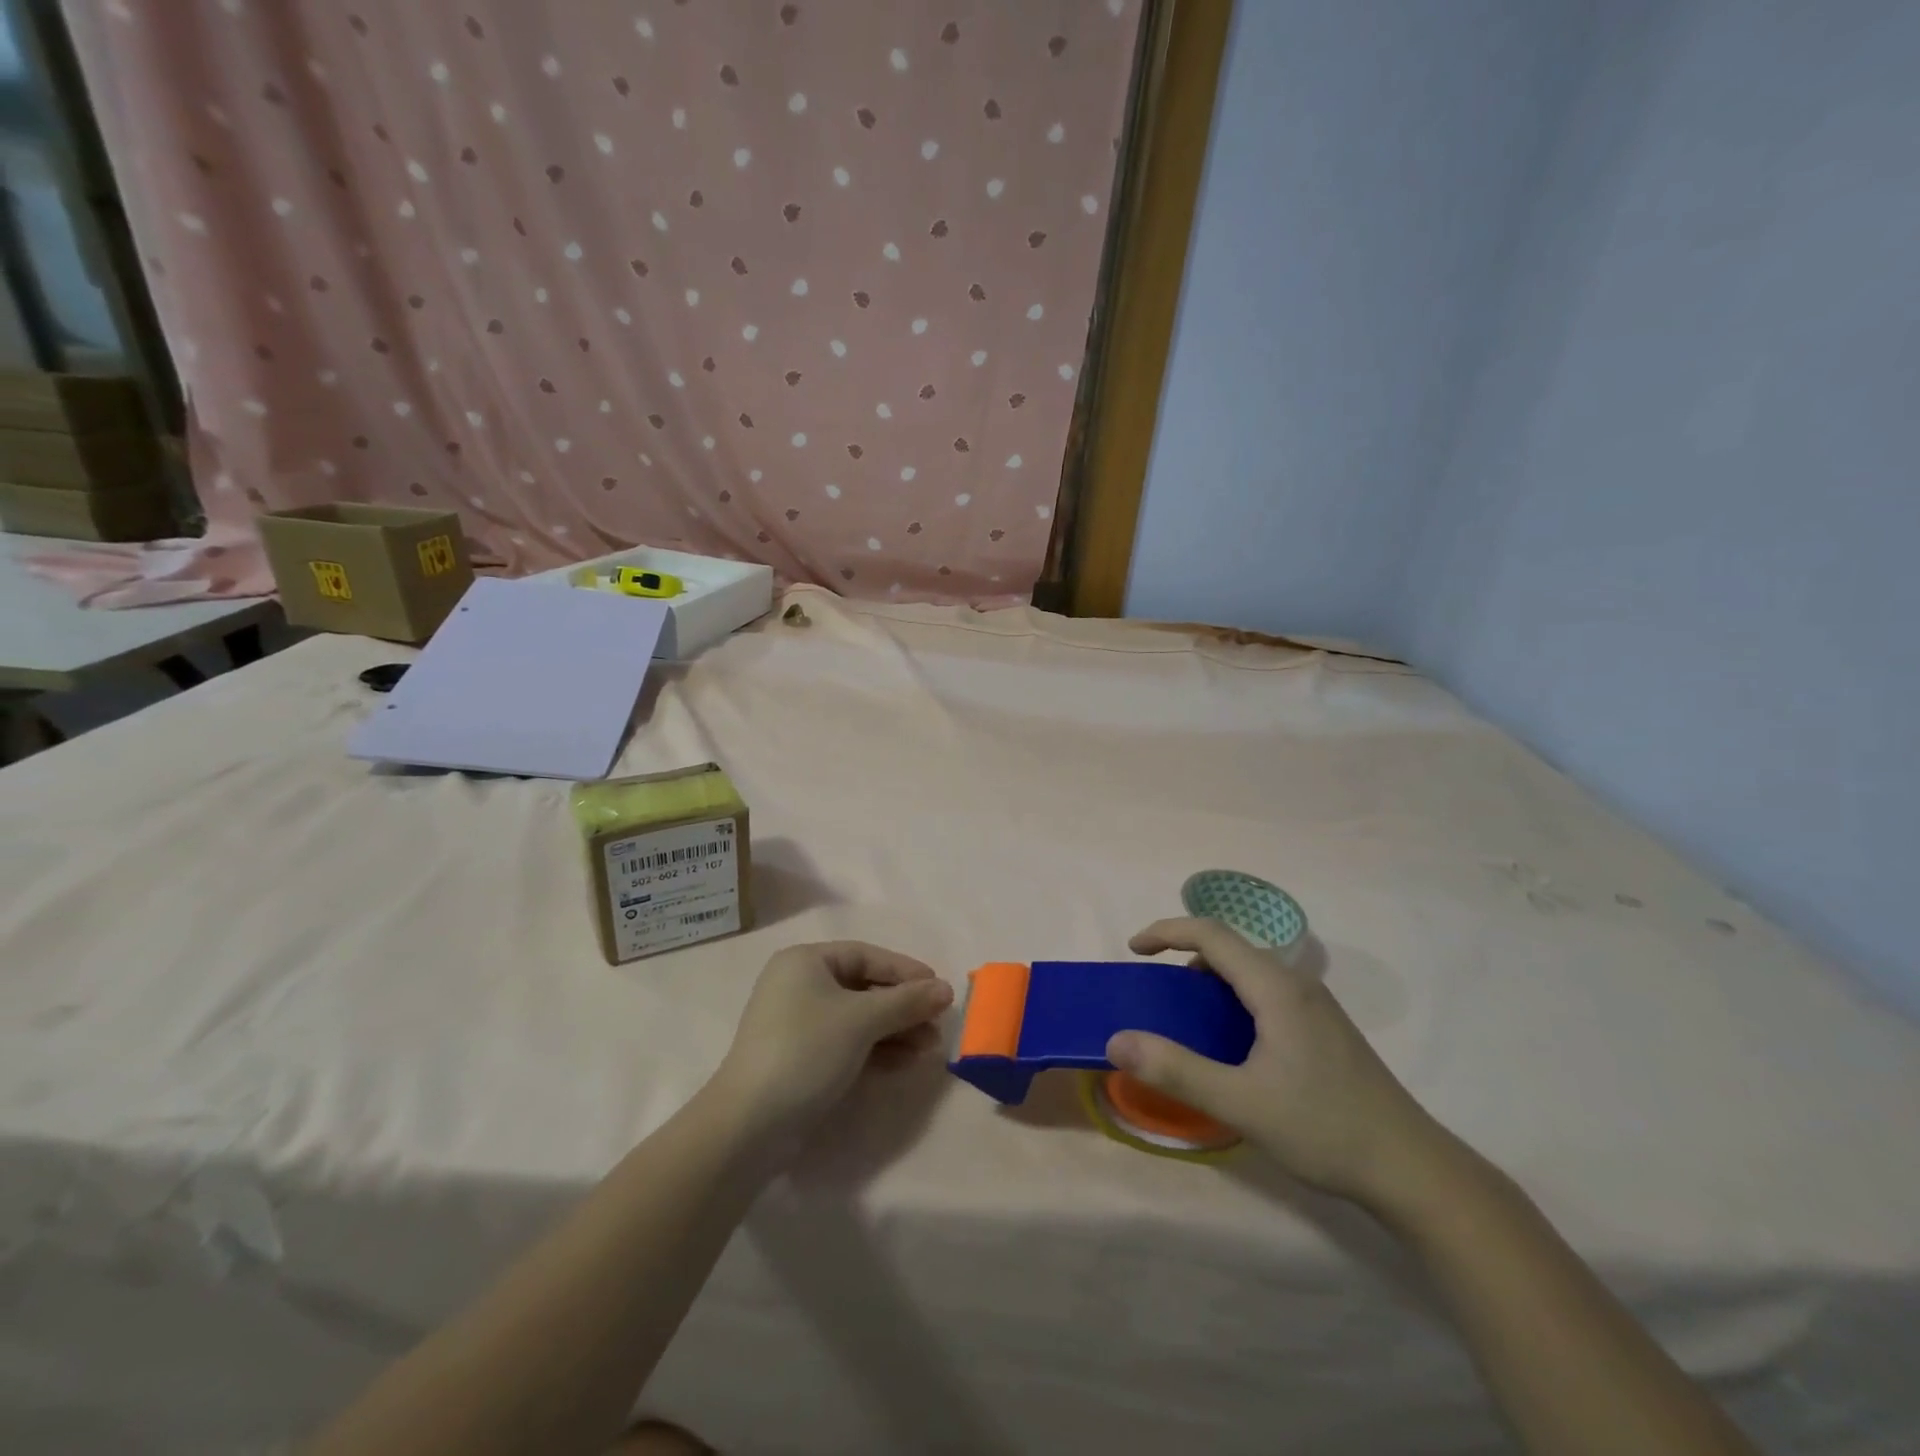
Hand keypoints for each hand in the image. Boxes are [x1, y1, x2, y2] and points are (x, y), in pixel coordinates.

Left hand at [711, 942, 953, 1146]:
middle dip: (903, 1006)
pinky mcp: (802, 1058)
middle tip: (937, 1024)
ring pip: (859, 1018)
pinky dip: (877, 1049)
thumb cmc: (806, 1051)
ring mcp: (798, 1024)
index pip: (866, 956)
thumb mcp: (862, 1020)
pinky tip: (906, 1062)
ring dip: (896, 1030)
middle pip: (864, 987)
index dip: (905, 970)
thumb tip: (946, 989)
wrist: (749, 1125)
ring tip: (929, 1048)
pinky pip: (848, 1042)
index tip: (939, 988)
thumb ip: (907, 1001)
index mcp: (805, 962)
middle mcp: (799, 985)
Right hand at [1107, 918, 1442, 1208]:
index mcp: (1276, 988)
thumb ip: (1175, 1069)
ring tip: (1185, 1019)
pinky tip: (1229, 1045)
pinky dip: (1231, 1001)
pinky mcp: (1324, 1030)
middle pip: (1231, 948)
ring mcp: (1315, 1007)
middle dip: (1184, 956)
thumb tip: (1116, 1040)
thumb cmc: (1325, 1129)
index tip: (1134, 950)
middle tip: (1154, 990)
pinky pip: (1265, 995)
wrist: (1414, 1172)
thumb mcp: (1241, 1103)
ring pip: (1250, 973)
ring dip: (1209, 981)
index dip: (1166, 931)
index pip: (1212, 934)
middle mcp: (1297, 985)